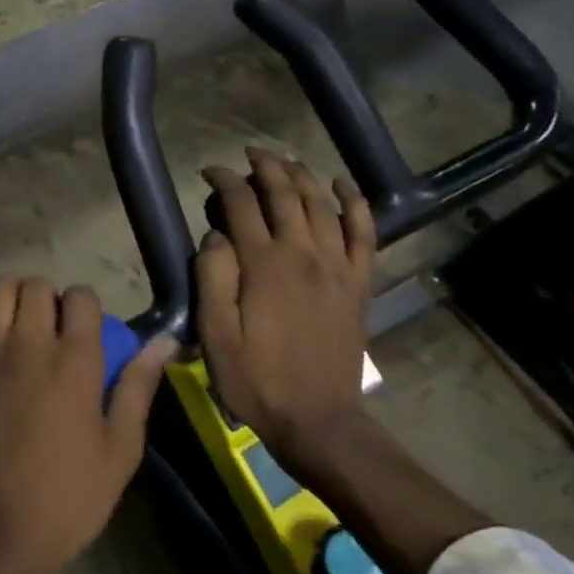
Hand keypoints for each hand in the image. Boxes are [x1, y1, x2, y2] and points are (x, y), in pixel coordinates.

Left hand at [0, 276, 175, 573]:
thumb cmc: (68, 496)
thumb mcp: (120, 449)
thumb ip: (139, 387)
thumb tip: (165, 341)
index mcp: (76, 362)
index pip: (82, 298)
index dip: (86, 305)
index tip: (84, 328)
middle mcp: (30, 345)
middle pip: (37, 287)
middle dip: (49, 295)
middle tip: (51, 323)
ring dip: (11, 291)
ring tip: (16, 312)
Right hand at [196, 148, 375, 462]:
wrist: (317, 419)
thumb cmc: (256, 379)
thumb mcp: (215, 335)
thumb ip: (212, 279)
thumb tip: (215, 236)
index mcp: (264, 265)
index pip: (242, 205)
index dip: (224, 181)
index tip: (209, 172)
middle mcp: (304, 254)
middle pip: (286, 194)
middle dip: (266, 167)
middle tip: (250, 154)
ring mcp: (337, 267)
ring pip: (322, 204)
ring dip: (303, 176)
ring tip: (286, 163)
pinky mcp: (358, 284)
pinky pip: (364, 233)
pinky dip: (356, 204)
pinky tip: (344, 187)